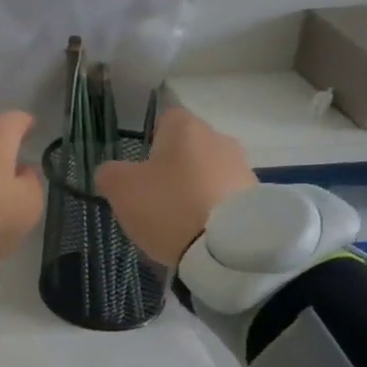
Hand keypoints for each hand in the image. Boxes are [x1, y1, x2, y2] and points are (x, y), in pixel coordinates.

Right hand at [94, 108, 257, 267]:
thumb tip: (111, 171)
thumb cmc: (168, 206)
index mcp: (185, 127)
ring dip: (192, 190)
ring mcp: (242, 168)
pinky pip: (223, 198)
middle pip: (187, 148)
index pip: (164, 118)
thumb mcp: (121, 189)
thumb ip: (110, 173)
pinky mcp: (256, 198)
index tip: (139, 169)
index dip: (148, 141)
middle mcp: (218, 138)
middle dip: (172, 169)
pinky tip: (198, 233)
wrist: (226, 248)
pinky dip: (210, 210)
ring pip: (207, 173)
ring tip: (177, 223)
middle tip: (153, 199)